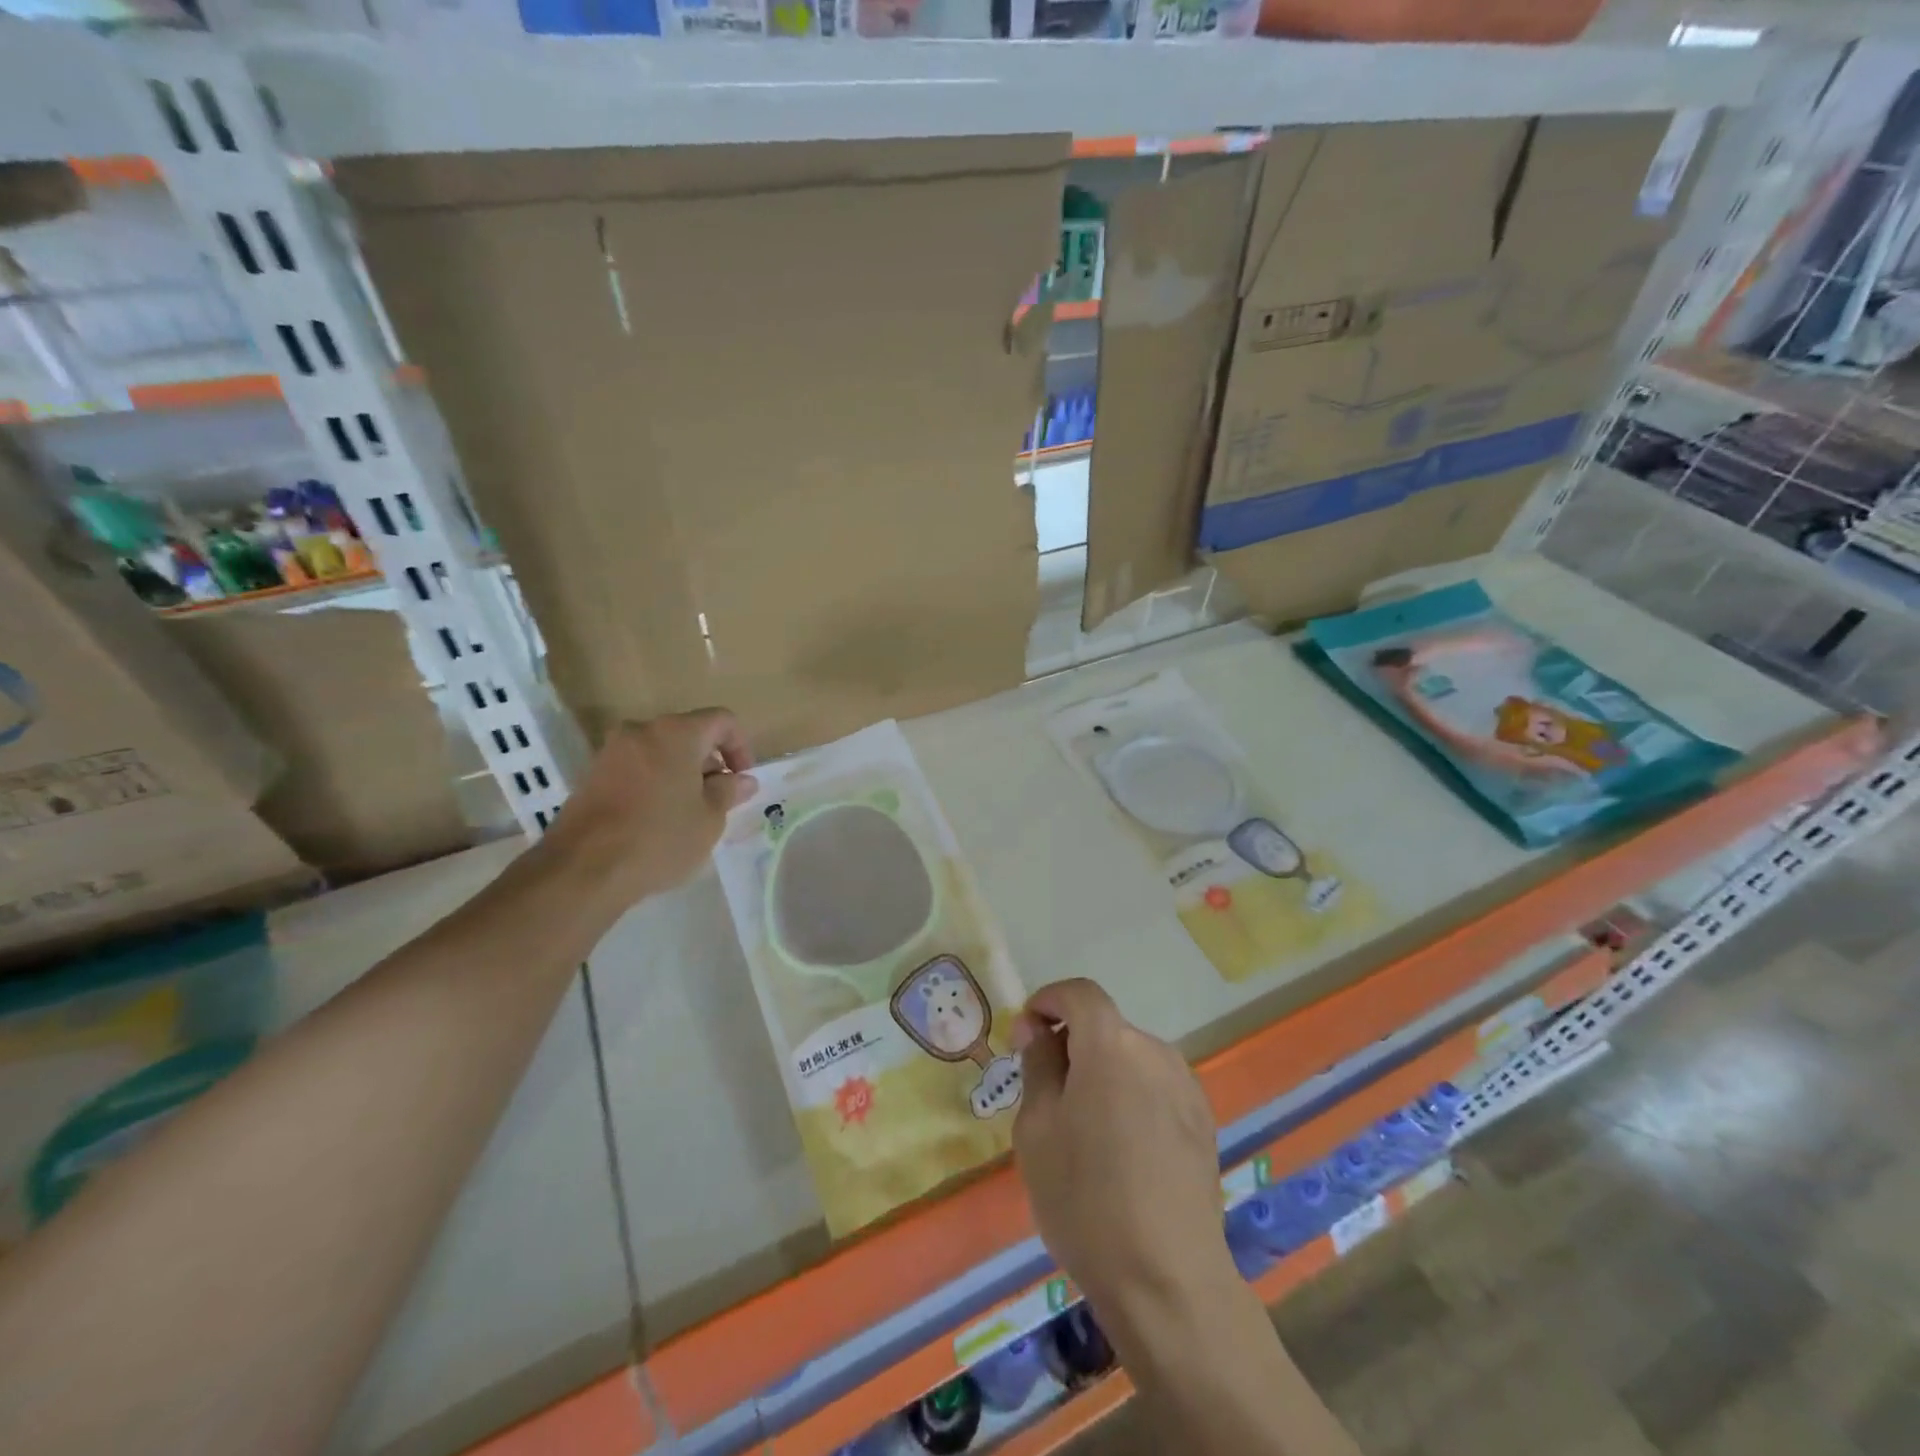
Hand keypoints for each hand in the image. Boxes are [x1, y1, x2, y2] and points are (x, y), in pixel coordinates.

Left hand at [538, 709, 757, 912]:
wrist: (583, 869)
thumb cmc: (660, 838)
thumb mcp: (709, 819)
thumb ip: (729, 792)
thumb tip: (743, 780)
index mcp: (677, 733)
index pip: (722, 720)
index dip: (741, 746)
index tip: (742, 779)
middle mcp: (641, 731)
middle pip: (688, 735)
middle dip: (709, 763)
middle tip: (719, 800)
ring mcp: (612, 752)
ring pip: (660, 752)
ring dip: (681, 774)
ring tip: (688, 814)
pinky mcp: (592, 775)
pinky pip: (636, 769)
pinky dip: (654, 784)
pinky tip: (657, 820)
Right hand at [1011, 980, 1236, 1339]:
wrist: (1167, 1281)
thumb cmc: (1085, 1198)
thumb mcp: (1038, 1129)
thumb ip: (1038, 1066)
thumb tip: (1037, 1029)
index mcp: (1110, 1045)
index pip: (1079, 993)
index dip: (1049, 1001)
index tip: (1026, 1033)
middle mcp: (1154, 1051)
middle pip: (1105, 1027)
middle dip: (1072, 1045)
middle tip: (1046, 1094)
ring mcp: (1185, 1086)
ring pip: (1130, 1058)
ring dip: (1102, 1072)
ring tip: (1084, 1130)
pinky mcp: (1203, 1121)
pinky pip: (1154, 1087)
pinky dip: (1130, 1096)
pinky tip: (1122, 1151)